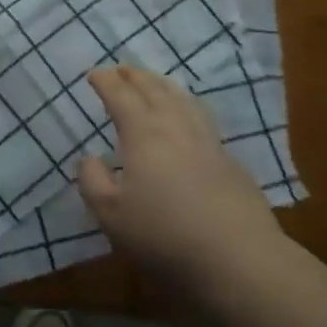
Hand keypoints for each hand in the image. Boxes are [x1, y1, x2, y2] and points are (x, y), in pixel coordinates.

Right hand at [78, 66, 280, 294]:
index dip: (105, 82)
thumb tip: (88, 157)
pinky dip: (187, 107)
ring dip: (164, 85)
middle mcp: (175, 127)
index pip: (120, 96)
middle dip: (135, 76)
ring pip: (183, 100)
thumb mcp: (110, 214)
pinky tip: (189, 118)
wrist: (238, 258)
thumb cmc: (164, 234)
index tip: (93, 74)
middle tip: (122, 68)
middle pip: (154, 89)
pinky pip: (202, 118)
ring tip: (155, 82)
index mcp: (143, 133)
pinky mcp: (230, 161)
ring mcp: (208, 141)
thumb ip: (92, 181)